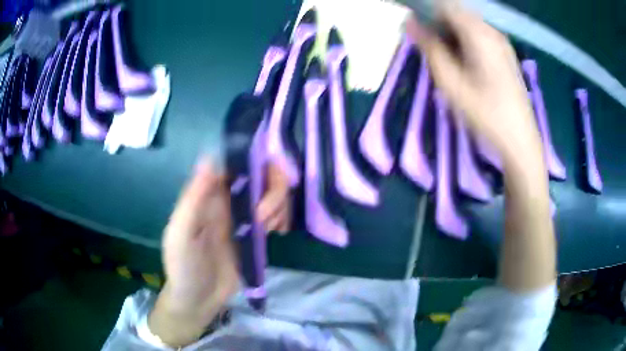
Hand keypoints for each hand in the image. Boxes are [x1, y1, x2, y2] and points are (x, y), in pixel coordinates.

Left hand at [149, 159, 291, 346]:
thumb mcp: (181, 235)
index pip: (236, 164)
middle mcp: (228, 200)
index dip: (256, 163)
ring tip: (271, 230)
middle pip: (261, 175)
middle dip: (273, 190)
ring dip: (279, 206)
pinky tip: (279, 232)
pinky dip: (282, 218)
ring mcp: (244, 217)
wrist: (198, 300)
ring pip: (272, 194)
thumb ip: (193, 198)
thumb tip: (209, 157)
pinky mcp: (255, 234)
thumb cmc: (184, 267)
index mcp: (209, 195)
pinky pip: (276, 215)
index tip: (266, 179)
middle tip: (265, 217)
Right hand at [405, 5, 542, 161]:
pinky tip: (464, 64)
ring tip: (446, 60)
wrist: (519, 139)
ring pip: (468, 25)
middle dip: (438, 24)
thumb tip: (410, 23)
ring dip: (451, 34)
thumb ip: (430, 48)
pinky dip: (465, 42)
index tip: (415, 27)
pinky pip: (479, 36)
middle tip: (429, 48)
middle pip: (457, 14)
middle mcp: (492, 31)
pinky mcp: (505, 53)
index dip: (426, 11)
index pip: (446, 6)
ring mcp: (501, 42)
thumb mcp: (451, 82)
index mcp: (479, 34)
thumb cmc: (485, 113)